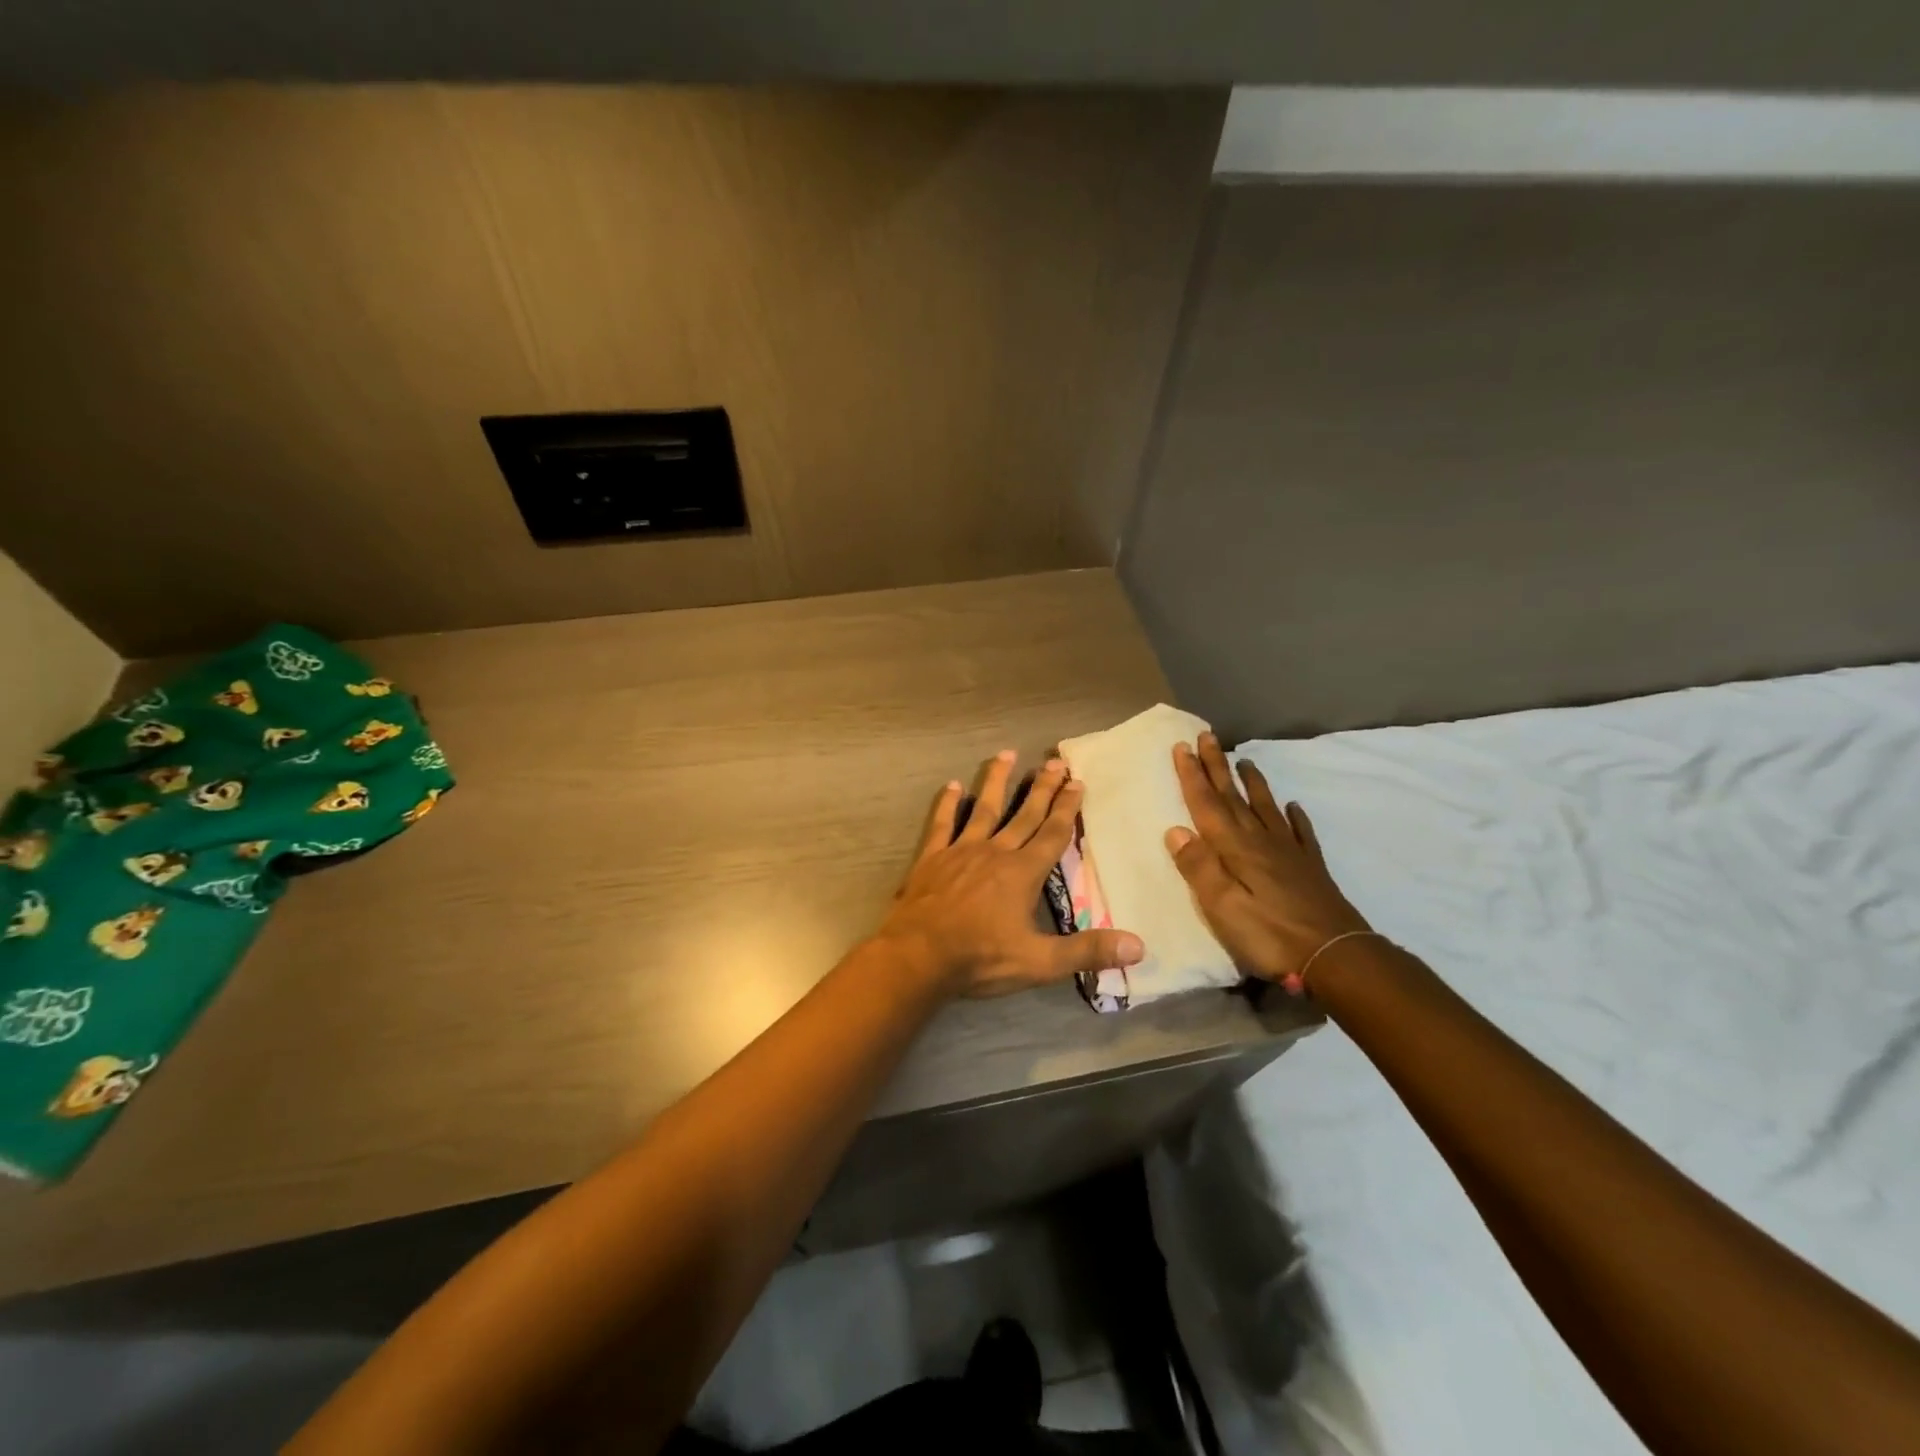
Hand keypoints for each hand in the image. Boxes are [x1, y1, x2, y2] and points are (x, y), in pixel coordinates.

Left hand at [877, 750, 1144, 999]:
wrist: (919, 955)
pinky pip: (942, 824)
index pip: (1052, 834)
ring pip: (984, 808)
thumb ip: (1087, 951)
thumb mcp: (1040, 962)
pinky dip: (947, 805)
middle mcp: (995, 852)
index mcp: (1023, 873)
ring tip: (1006, 754)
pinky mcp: (932, 857)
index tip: (1077, 782)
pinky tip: (951, 786)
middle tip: (1055, 761)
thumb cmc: (981, 958)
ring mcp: (961, 851)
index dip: (1067, 808)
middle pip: (1024, 814)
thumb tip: (1139, 947)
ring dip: (996, 781)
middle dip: (1042, 788)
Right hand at [1165, 733, 1370, 988]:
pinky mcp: (1310, 869)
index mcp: (1236, 849)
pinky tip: (1294, 807)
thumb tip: (1176, 831)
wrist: (1337, 957)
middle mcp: (1261, 842)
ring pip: (1267, 808)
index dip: (1192, 776)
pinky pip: (1300, 833)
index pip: (1208, 805)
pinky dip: (1294, 817)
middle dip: (1218, 767)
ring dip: (1254, 784)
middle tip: (1208, 736)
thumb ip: (1200, 869)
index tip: (1181, 746)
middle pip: (1235, 798)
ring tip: (1246, 761)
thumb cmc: (1271, 936)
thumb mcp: (1223, 908)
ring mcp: (1290, 853)